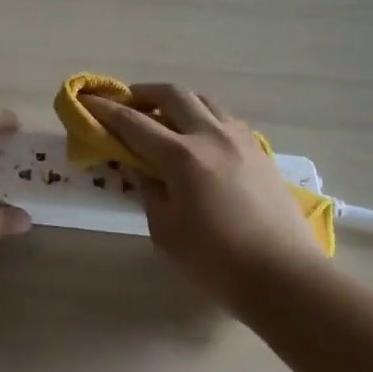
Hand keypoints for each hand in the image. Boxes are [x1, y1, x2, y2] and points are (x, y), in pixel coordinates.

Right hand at [82, 84, 323, 302]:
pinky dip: (203, 117)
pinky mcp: (260, 152)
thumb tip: (143, 171)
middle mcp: (210, 136)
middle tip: (126, 105)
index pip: (134, 123)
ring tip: (163, 117)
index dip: (106, 110)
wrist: (285, 277)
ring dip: (177, 101)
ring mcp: (240, 140)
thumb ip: (149, 192)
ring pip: (203, 100)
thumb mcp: (166, 231)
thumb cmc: (216, 261)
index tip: (87, 100)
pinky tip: (198, 138)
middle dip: (143, 94)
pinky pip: (225, 119)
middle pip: (172, 95)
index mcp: (181, 156)